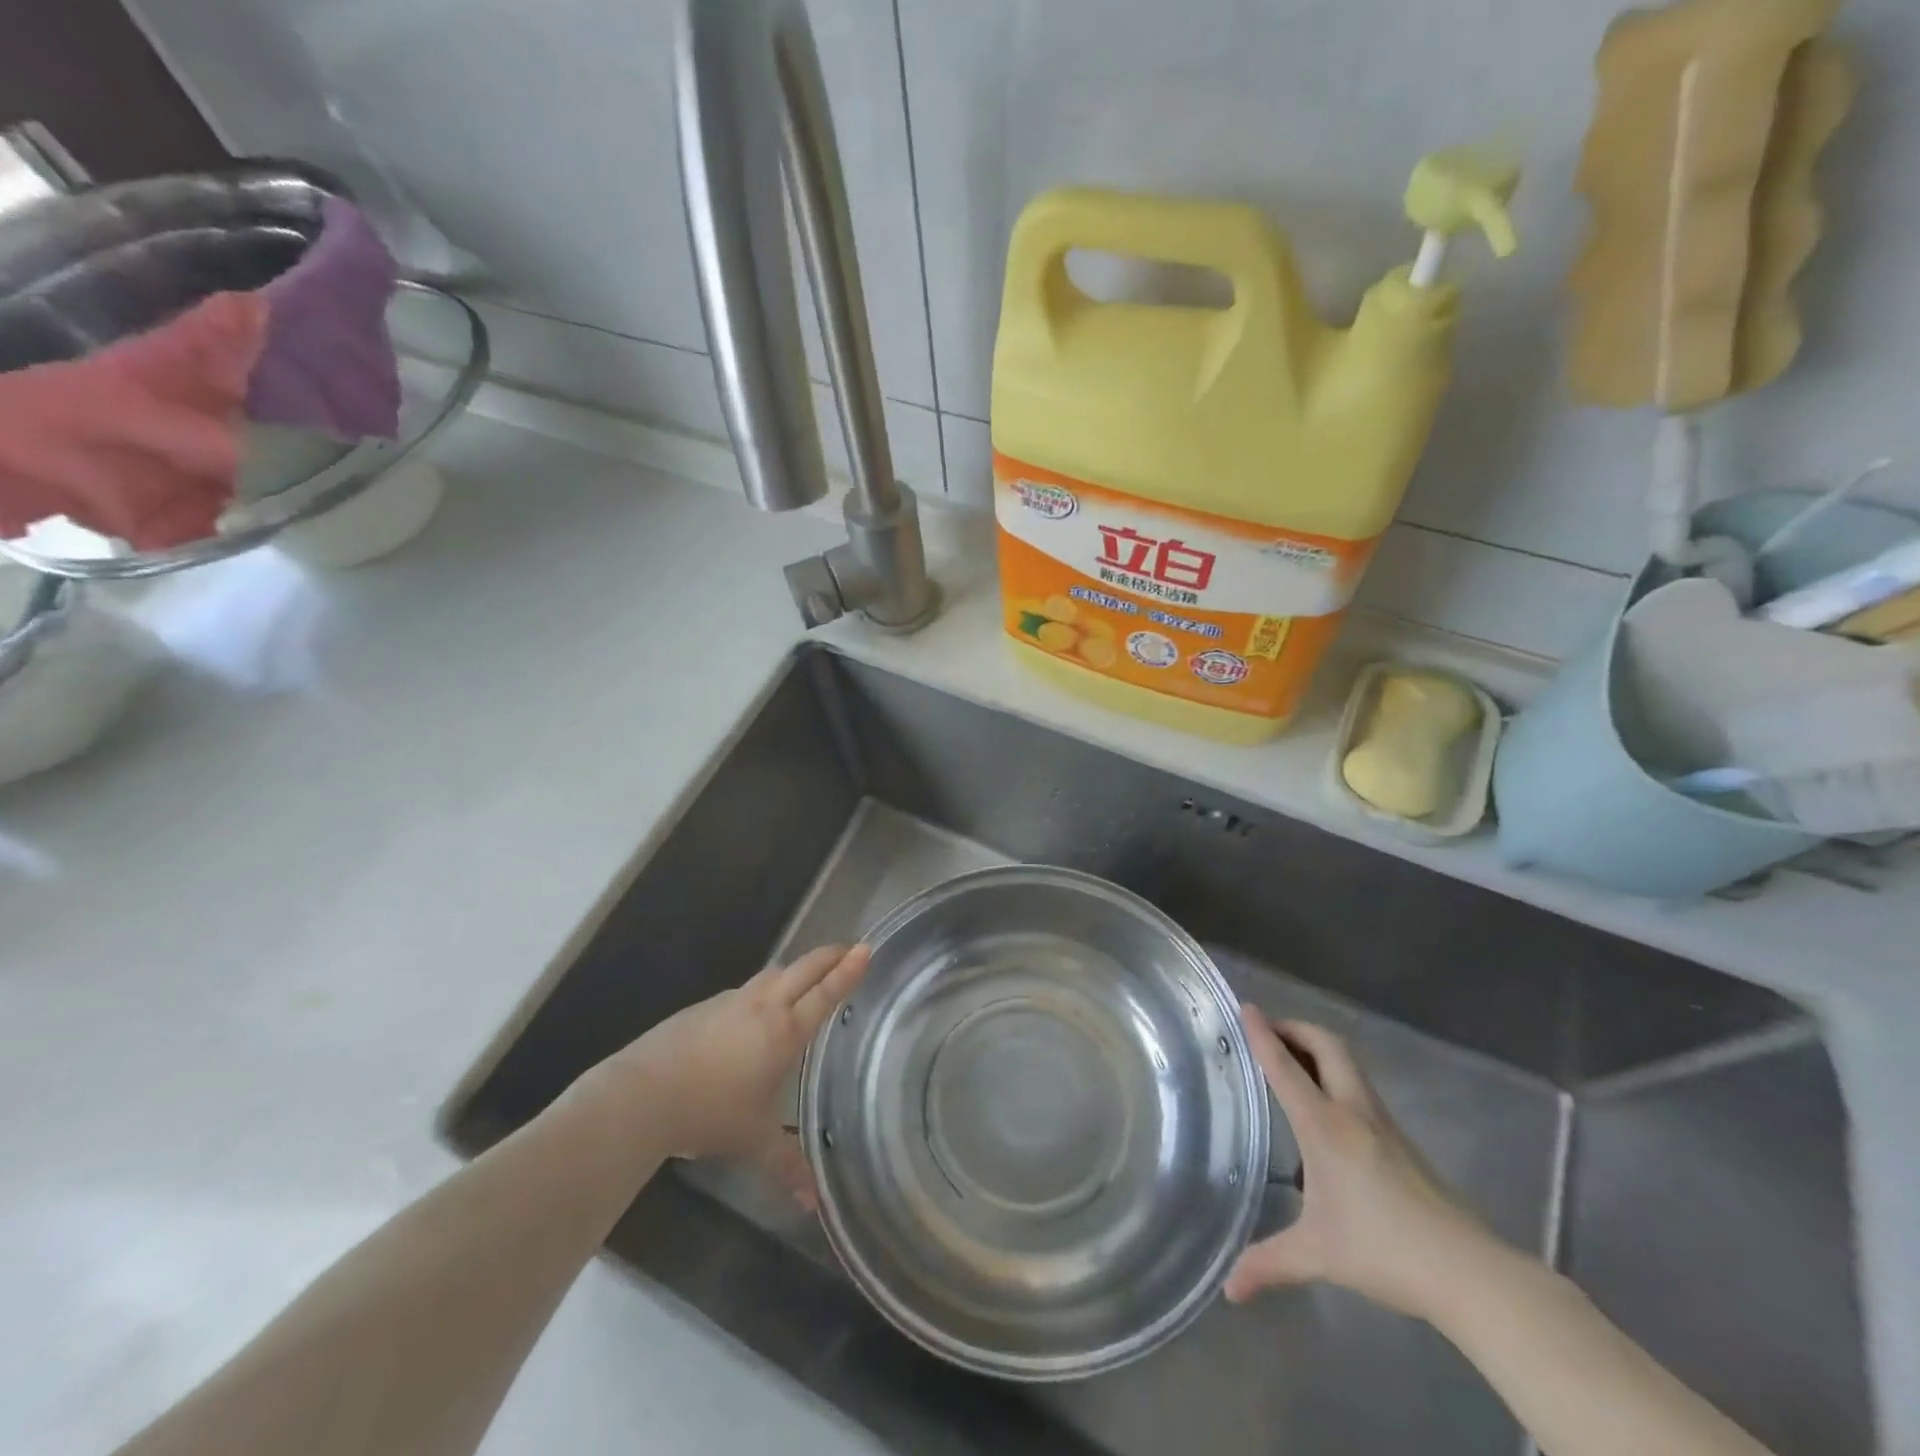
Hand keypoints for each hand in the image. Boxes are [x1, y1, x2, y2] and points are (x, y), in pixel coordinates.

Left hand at [605, 944, 870, 1180]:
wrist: (643, 1094)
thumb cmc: (709, 1114)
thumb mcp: (753, 1141)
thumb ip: (787, 1164)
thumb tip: (813, 1202)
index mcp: (785, 1032)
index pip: (825, 994)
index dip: (848, 971)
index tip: (865, 948)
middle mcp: (763, 1006)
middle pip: (804, 969)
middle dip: (830, 956)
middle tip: (849, 949)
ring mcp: (732, 1001)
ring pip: (774, 973)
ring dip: (796, 969)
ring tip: (807, 976)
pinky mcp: (706, 1006)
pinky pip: (746, 989)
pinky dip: (764, 988)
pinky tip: (757, 1009)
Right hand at [1225, 1008, 1497, 1322]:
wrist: (1469, 1272)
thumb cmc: (1385, 1251)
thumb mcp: (1317, 1256)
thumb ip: (1269, 1264)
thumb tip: (1229, 1289)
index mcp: (1325, 1127)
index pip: (1286, 1068)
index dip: (1264, 1034)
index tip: (1246, 1007)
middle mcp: (1353, 1111)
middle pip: (1327, 1046)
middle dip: (1296, 1029)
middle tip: (1268, 1031)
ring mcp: (1382, 1123)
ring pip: (1348, 1063)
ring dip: (1318, 1049)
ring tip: (1291, 1061)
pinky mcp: (1401, 1140)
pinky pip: (1359, 1087)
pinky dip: (1335, 1075)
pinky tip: (1326, 1108)